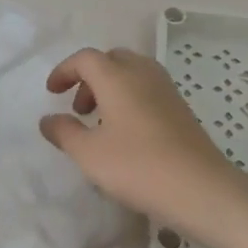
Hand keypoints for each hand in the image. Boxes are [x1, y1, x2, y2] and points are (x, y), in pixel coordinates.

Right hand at [39, 47, 243, 228]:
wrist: (199, 188)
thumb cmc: (136, 166)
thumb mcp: (88, 153)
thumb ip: (64, 132)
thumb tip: (48, 120)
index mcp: (118, 77)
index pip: (85, 58)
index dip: (65, 71)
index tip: (52, 92)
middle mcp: (143, 75)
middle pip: (112, 59)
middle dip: (89, 77)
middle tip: (78, 107)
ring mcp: (167, 91)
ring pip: (132, 74)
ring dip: (111, 88)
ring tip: (100, 122)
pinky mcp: (181, 110)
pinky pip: (148, 90)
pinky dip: (130, 99)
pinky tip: (126, 133)